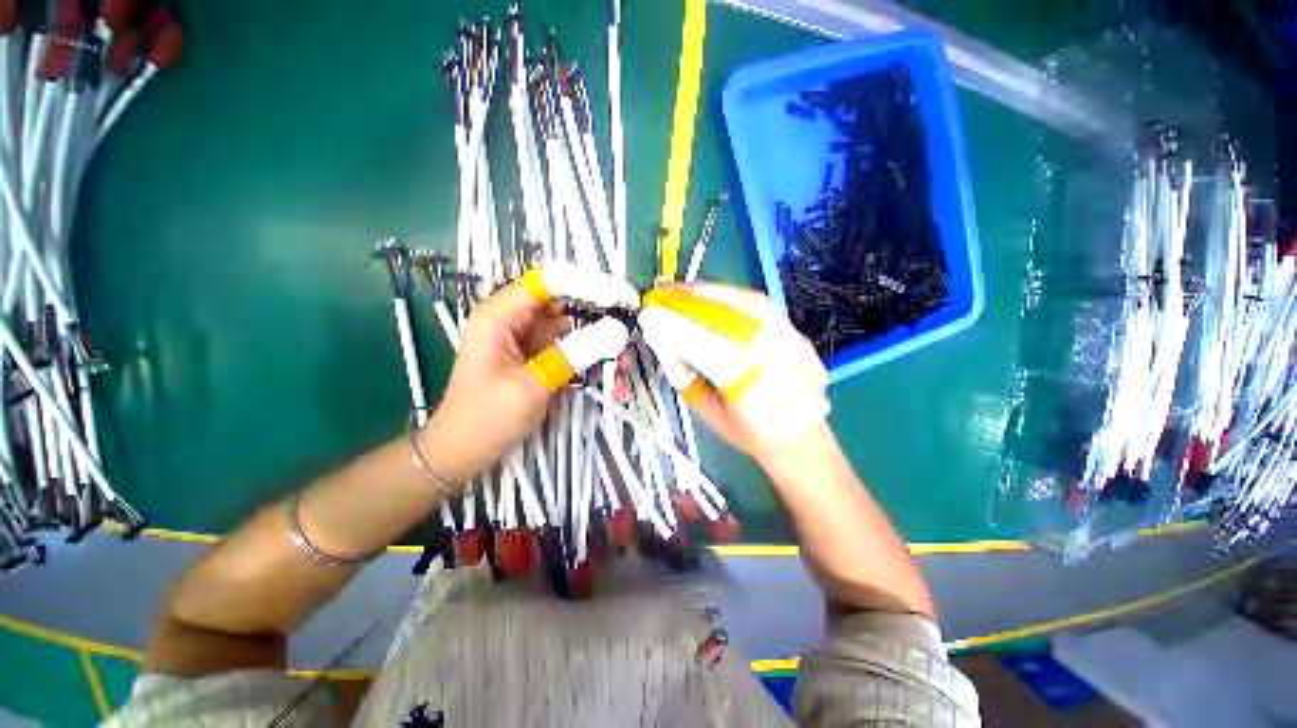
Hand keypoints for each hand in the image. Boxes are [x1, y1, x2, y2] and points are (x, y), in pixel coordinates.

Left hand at [421, 261, 638, 485]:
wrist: (464, 454)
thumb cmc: (486, 418)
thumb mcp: (533, 384)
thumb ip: (575, 353)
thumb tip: (617, 331)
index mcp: (502, 314)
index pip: (550, 281)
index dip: (589, 285)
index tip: (623, 301)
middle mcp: (518, 321)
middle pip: (569, 306)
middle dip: (603, 323)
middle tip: (629, 341)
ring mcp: (532, 342)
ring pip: (578, 333)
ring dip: (603, 351)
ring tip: (623, 372)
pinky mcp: (543, 361)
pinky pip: (575, 355)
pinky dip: (594, 368)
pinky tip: (613, 388)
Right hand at [638, 283, 829, 465]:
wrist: (799, 434)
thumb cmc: (747, 431)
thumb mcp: (707, 412)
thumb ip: (685, 377)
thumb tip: (663, 339)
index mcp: (757, 398)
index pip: (715, 354)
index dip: (683, 331)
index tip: (653, 316)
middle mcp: (781, 365)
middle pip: (735, 320)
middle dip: (696, 302)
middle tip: (665, 293)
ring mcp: (794, 345)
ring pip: (750, 304)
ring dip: (713, 293)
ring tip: (684, 290)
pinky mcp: (796, 333)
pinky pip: (761, 305)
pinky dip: (732, 295)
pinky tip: (711, 295)